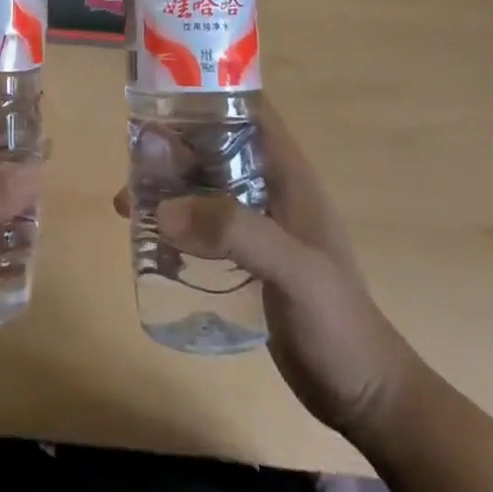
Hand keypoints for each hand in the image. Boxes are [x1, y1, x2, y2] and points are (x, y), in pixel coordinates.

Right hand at [115, 99, 417, 441]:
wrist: (364, 398)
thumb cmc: (339, 324)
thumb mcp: (295, 271)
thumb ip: (236, 233)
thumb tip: (163, 209)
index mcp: (288, 174)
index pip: (248, 110)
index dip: (209, 93)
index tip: (162, 93)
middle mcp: (269, 189)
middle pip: (214, 147)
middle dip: (173, 145)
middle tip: (132, 157)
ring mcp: (257, 225)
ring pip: (203, 187)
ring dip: (167, 188)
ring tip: (128, 204)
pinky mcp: (245, 260)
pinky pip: (202, 226)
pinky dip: (175, 226)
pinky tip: (149, 242)